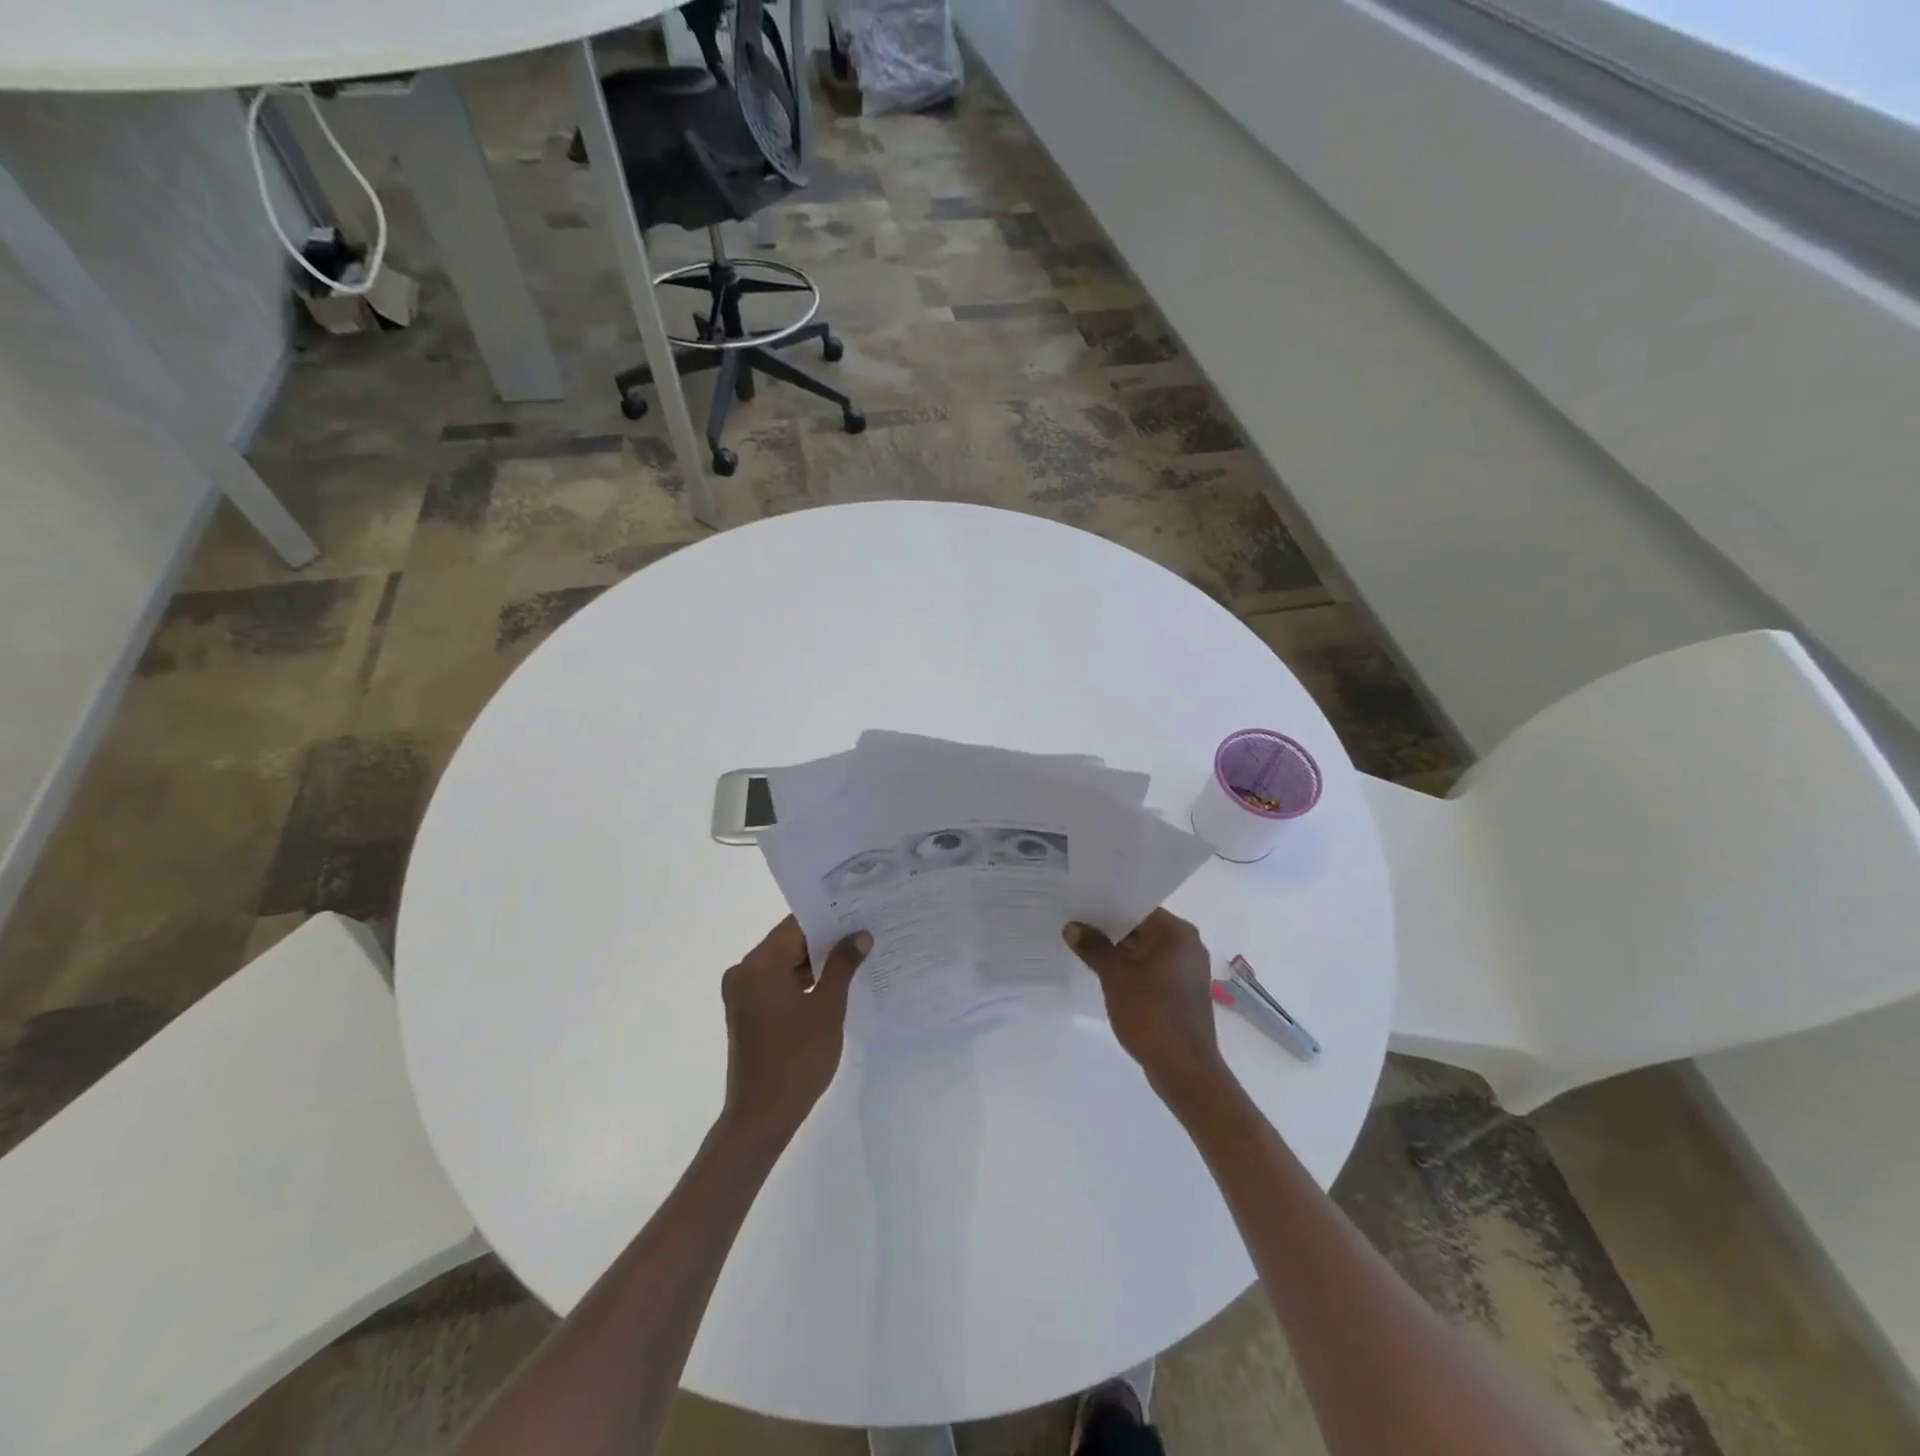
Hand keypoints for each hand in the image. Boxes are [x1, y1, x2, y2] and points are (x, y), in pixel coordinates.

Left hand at [720, 917, 870, 1142]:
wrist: (762, 1118)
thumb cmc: (797, 1058)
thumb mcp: (828, 1008)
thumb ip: (843, 965)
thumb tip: (860, 935)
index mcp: (759, 964)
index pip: (796, 925)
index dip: (828, 917)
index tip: (859, 912)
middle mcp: (744, 972)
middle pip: (789, 943)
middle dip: (825, 940)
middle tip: (863, 933)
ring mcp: (743, 994)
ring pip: (784, 964)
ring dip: (815, 962)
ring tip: (855, 956)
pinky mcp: (747, 1013)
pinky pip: (777, 984)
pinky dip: (802, 982)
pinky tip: (833, 984)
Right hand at [1064, 909, 1229, 1104]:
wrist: (1184, 1070)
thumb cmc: (1152, 1015)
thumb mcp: (1115, 977)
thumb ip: (1093, 948)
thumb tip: (1072, 927)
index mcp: (1177, 933)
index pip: (1138, 907)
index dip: (1107, 906)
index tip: (1079, 906)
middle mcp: (1187, 945)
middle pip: (1142, 927)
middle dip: (1109, 929)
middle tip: (1075, 925)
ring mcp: (1187, 970)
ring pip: (1145, 950)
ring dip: (1118, 951)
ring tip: (1083, 947)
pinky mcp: (1182, 991)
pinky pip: (1152, 969)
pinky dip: (1131, 969)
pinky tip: (1104, 973)